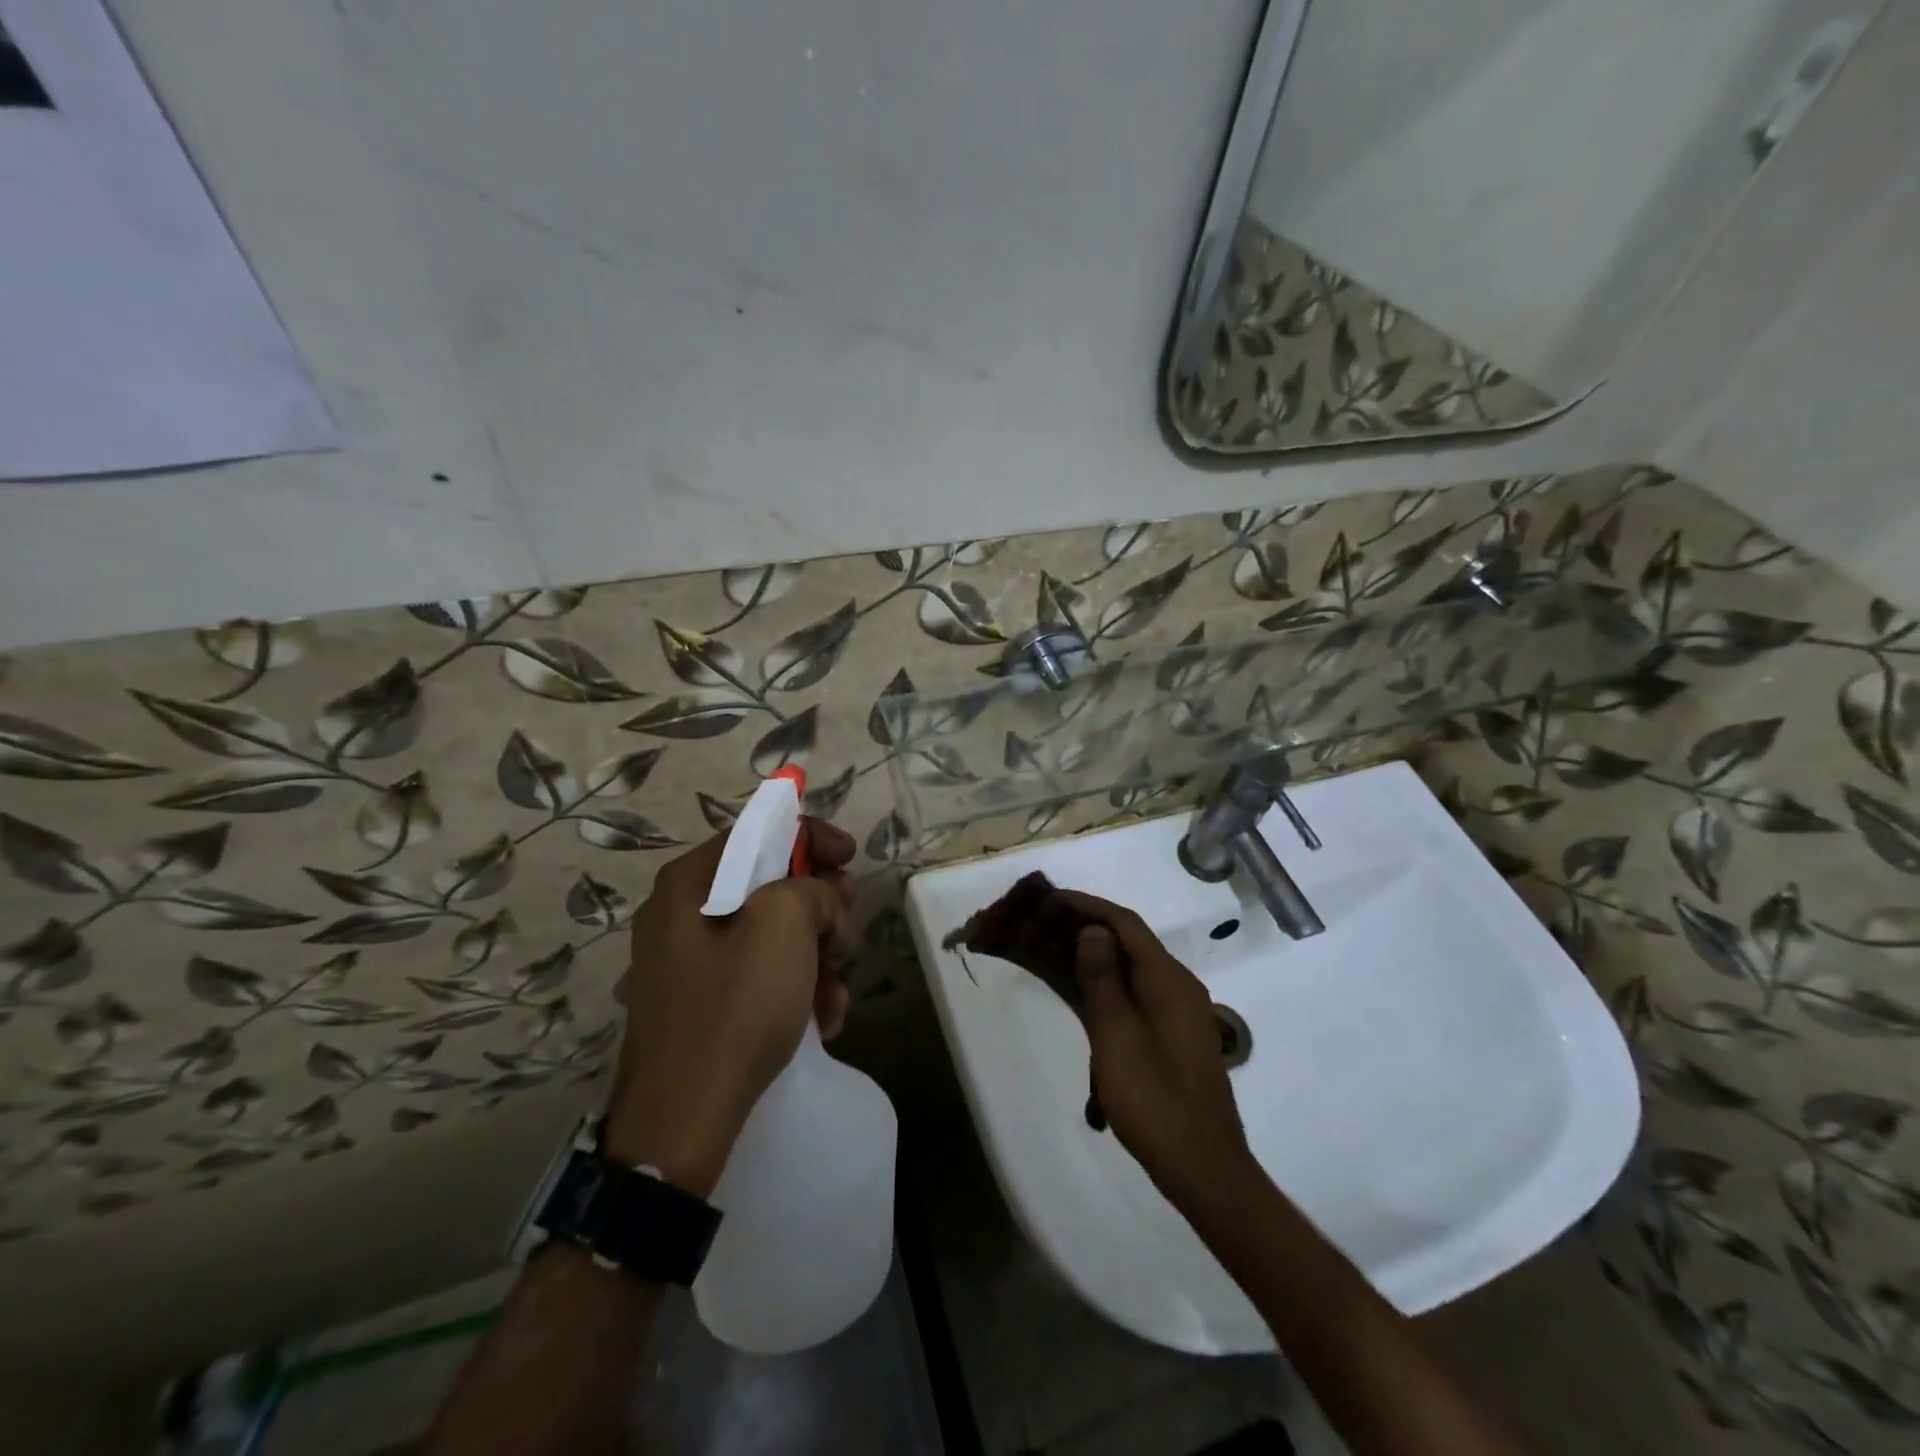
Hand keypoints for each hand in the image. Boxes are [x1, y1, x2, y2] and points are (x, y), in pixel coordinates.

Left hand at [604, 819, 857, 1195]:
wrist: (681, 1123)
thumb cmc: (734, 1008)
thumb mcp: (784, 926)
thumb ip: (811, 888)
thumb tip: (819, 901)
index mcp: (690, 883)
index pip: (758, 831)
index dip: (811, 836)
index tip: (850, 858)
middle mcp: (683, 914)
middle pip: (769, 884)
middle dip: (820, 907)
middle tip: (846, 933)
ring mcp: (690, 963)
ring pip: (772, 935)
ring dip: (816, 956)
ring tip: (836, 994)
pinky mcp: (702, 1004)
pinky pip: (759, 975)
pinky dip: (796, 989)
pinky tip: (821, 1021)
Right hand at [1055, 890, 1257, 1213]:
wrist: (1204, 1169)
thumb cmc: (1156, 1103)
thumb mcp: (1117, 1038)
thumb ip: (1103, 980)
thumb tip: (1092, 931)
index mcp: (1168, 980)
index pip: (1124, 923)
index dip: (1085, 905)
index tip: (1047, 898)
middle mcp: (1175, 985)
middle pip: (1126, 940)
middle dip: (1082, 925)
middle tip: (1039, 921)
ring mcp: (1174, 1010)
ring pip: (1127, 966)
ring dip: (1089, 954)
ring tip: (1046, 946)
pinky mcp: (1169, 1033)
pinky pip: (1131, 992)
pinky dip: (1101, 982)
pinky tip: (1074, 985)